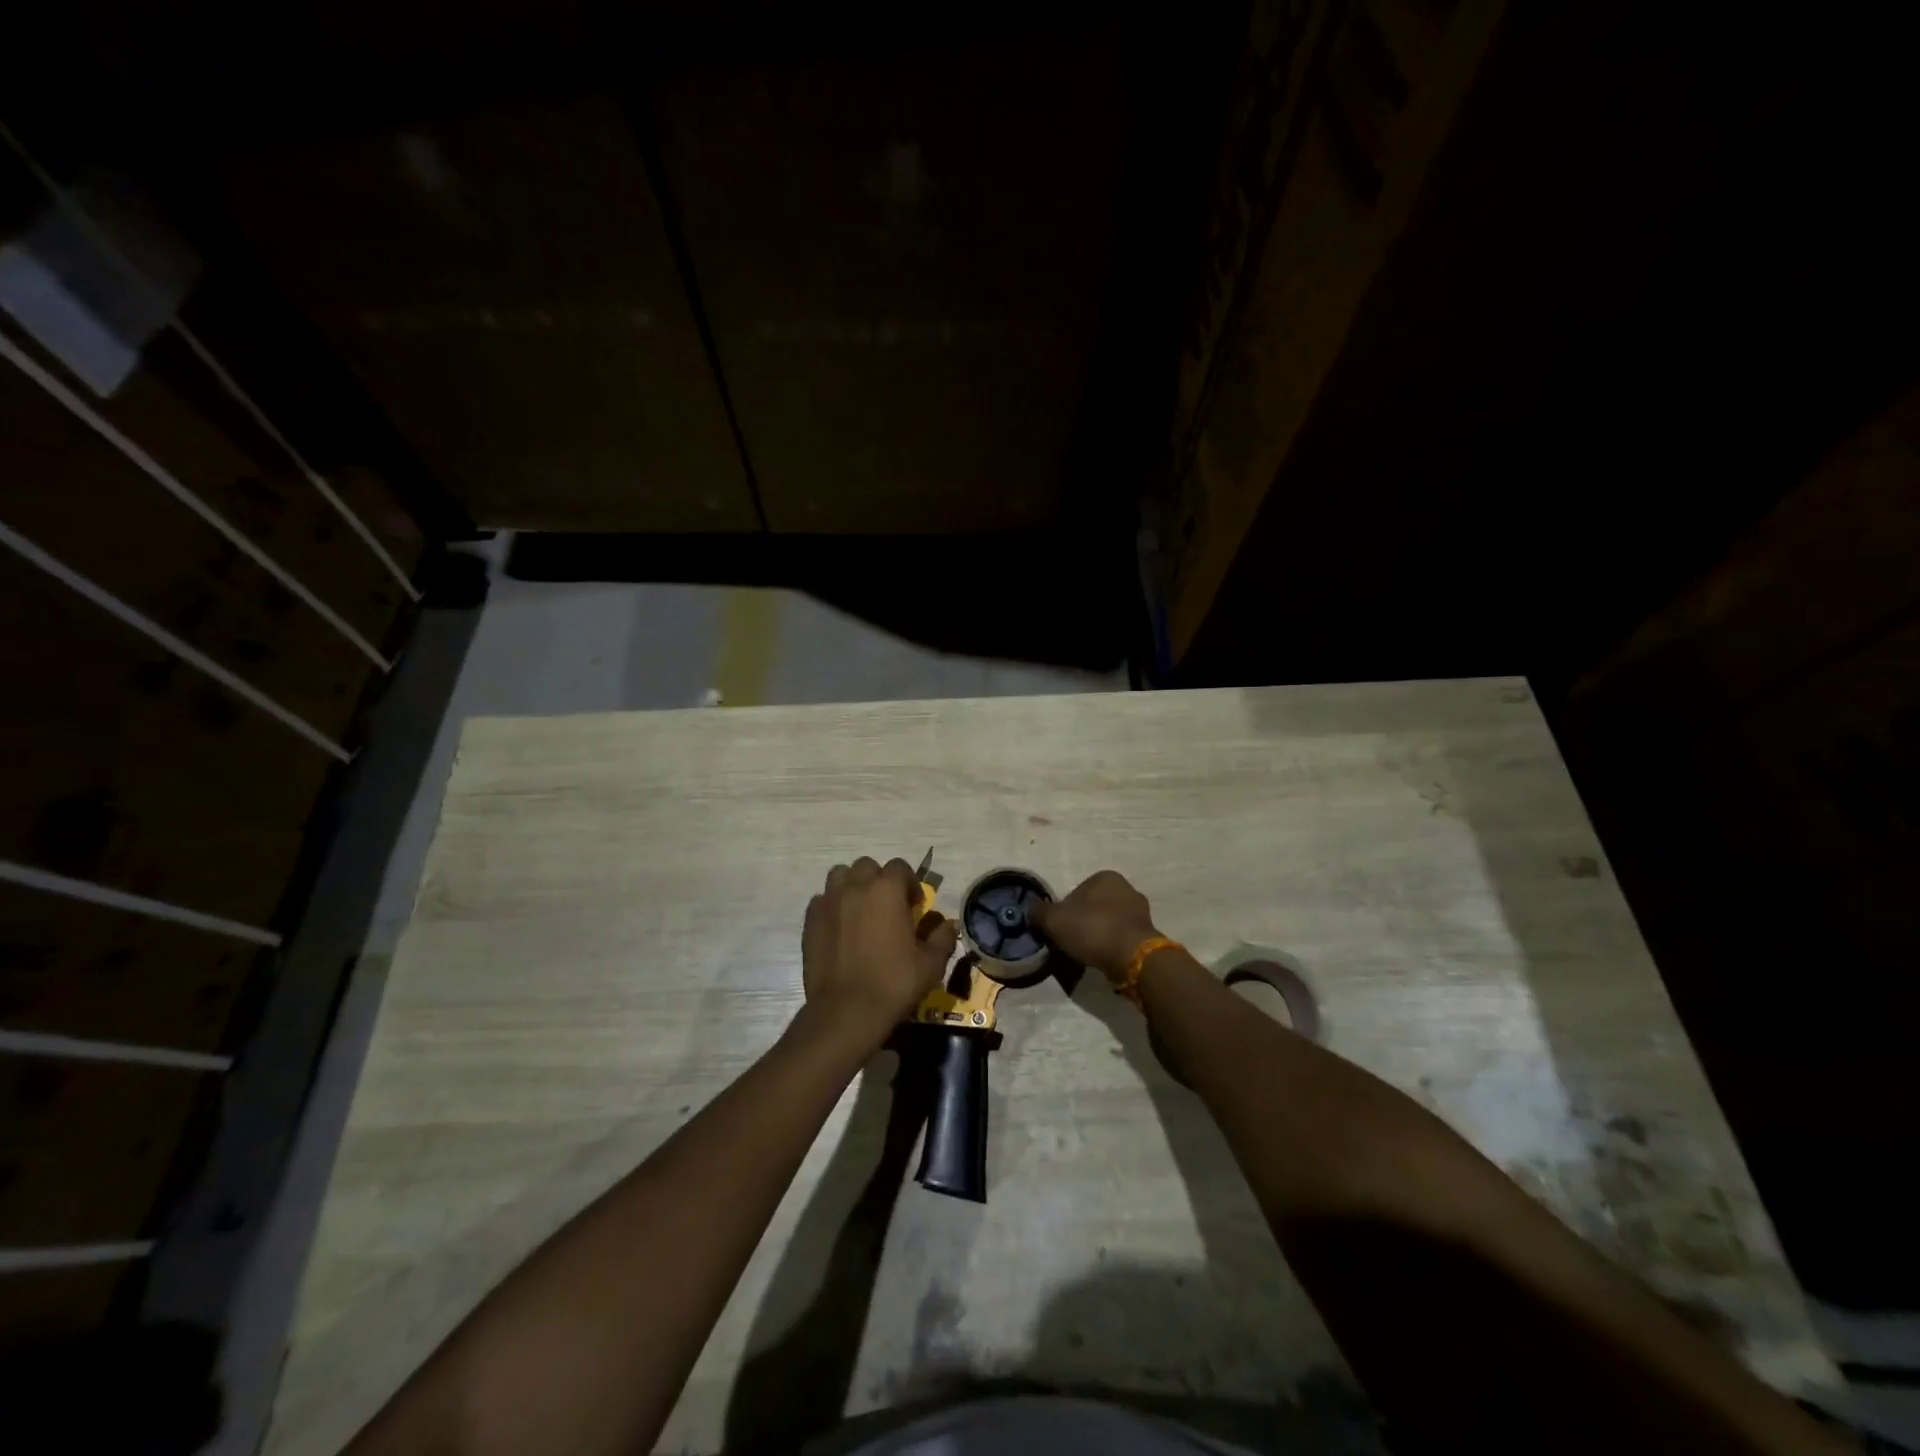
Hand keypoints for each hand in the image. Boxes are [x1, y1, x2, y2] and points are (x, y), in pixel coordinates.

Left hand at [801, 857, 957, 1044]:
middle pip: (867, 866)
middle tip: (887, 906)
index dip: (910, 883)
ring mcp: (829, 902)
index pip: (900, 867)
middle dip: (879, 880)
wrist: (846, 1011)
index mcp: (887, 889)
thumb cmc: (894, 983)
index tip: (914, 906)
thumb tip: (949, 924)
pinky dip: (832, 906)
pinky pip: (822, 900)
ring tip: (860, 910)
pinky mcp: (810, 921)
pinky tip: (840, 928)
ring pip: (840, 876)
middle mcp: (855, 886)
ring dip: (852, 885)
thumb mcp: (930, 964)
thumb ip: (942, 938)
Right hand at [1028, 870, 1161, 983]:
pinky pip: (1122, 938)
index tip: (1059, 929)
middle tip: (1072, 942)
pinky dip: (1112, 946)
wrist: (1131, 957)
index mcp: (1105, 876)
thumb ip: (1039, 912)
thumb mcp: (1053, 920)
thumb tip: (1030, 909)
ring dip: (1098, 934)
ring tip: (1087, 954)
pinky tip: (1103, 959)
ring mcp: (1141, 911)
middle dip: (1083, 922)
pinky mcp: (1149, 933)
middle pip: (1094, 906)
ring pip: (1109, 922)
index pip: (1076, 892)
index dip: (1064, 911)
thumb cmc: (1092, 929)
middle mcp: (1127, 887)